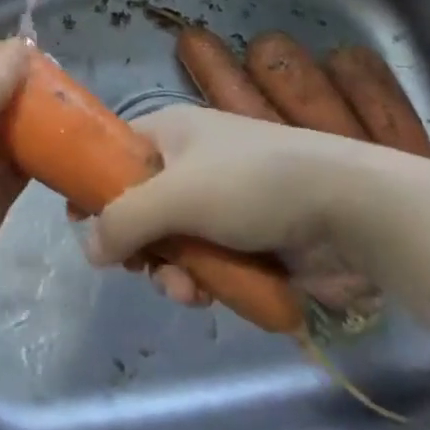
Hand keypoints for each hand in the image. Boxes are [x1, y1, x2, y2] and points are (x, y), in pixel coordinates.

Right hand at [83, 105, 384, 320]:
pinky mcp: (247, 238)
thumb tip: (86, 245)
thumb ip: (124, 220)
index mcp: (170, 132)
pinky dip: (202, 280)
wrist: (348, 208)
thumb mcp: (176, 195)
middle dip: (138, 244)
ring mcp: (221, 202)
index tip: (81, 223)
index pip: (115, 152)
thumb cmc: (252, 184)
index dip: (94, 184)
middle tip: (140, 267)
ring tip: (185, 290)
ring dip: (170, 270)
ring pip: (172, 241)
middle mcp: (190, 162)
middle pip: (140, 205)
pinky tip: (209, 298)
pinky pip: (206, 261)